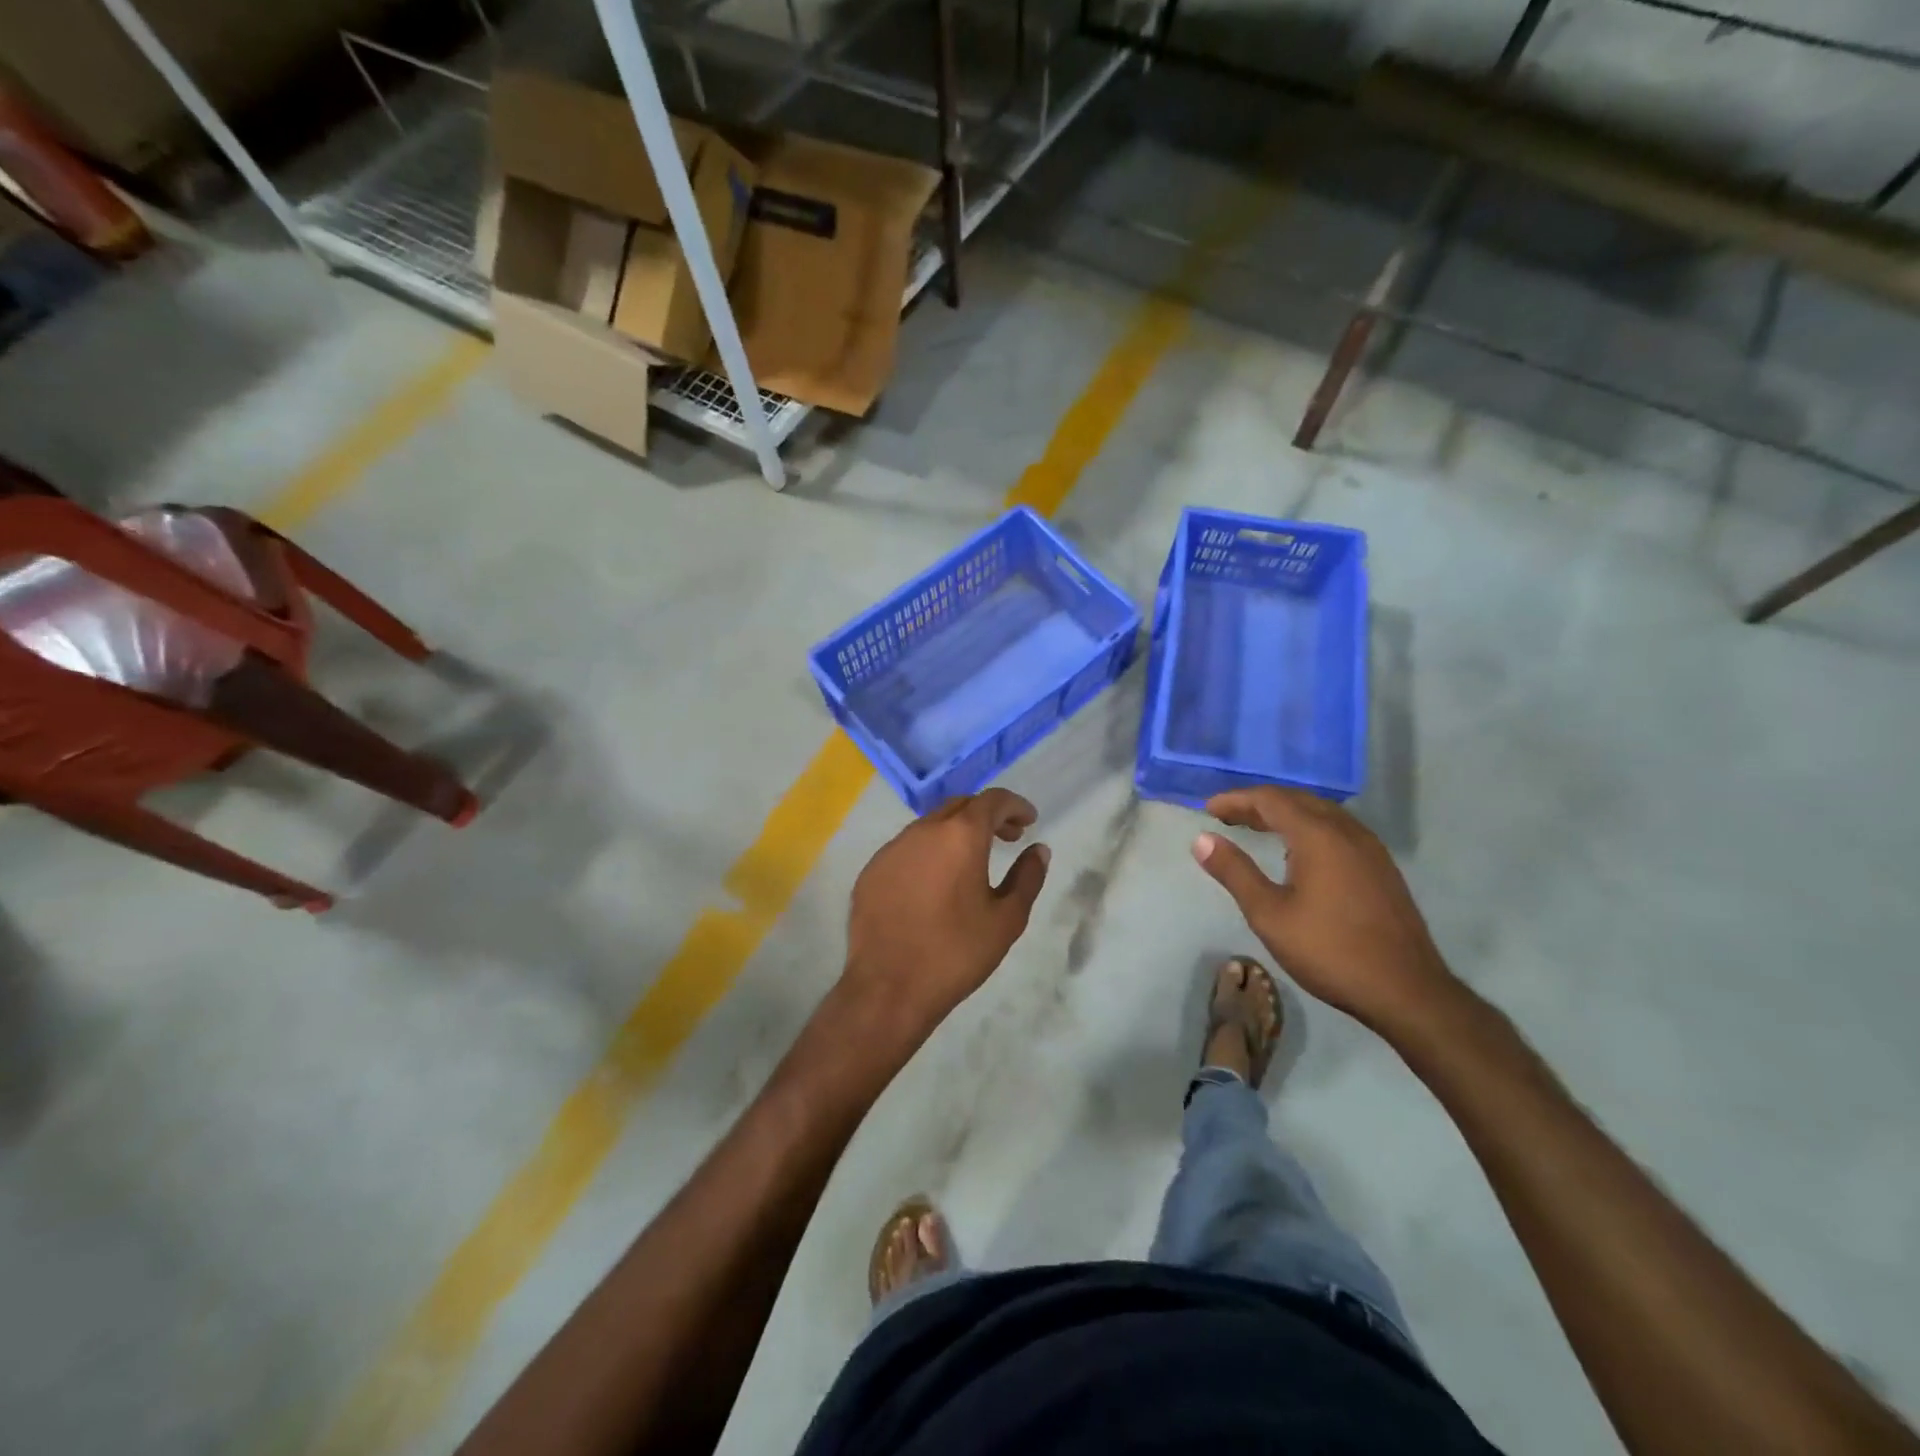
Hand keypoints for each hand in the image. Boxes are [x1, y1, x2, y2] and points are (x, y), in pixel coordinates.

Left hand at [843, 789, 1050, 1041]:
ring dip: (956, 832)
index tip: (1029, 821)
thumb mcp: (1007, 919)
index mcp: (960, 836)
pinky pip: (906, 848)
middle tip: (1007, 838)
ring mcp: (892, 849)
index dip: (1015, 806)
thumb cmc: (956, 953)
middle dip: (987, 815)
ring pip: (930, 825)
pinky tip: (935, 883)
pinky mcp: (871, 871)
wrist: (889, 988)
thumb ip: (1027, 878)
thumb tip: (1038, 850)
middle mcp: (923, 831)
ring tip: (972, 860)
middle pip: (960, 805)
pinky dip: (929, 852)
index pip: (992, 800)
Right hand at [1192, 786, 1455, 1031]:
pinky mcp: (1381, 867)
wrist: (1406, 991)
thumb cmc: (1329, 951)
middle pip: (1297, 800)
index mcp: (1318, 836)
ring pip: (1321, 813)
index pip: (1270, 800)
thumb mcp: (1269, 914)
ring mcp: (1370, 848)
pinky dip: (1308, 827)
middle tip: (1227, 817)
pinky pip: (1338, 829)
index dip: (1236, 800)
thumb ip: (1235, 872)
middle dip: (1259, 803)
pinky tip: (1298, 852)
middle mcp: (1347, 831)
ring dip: (1285, 813)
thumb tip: (1202, 840)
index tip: (1208, 809)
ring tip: (1256, 829)